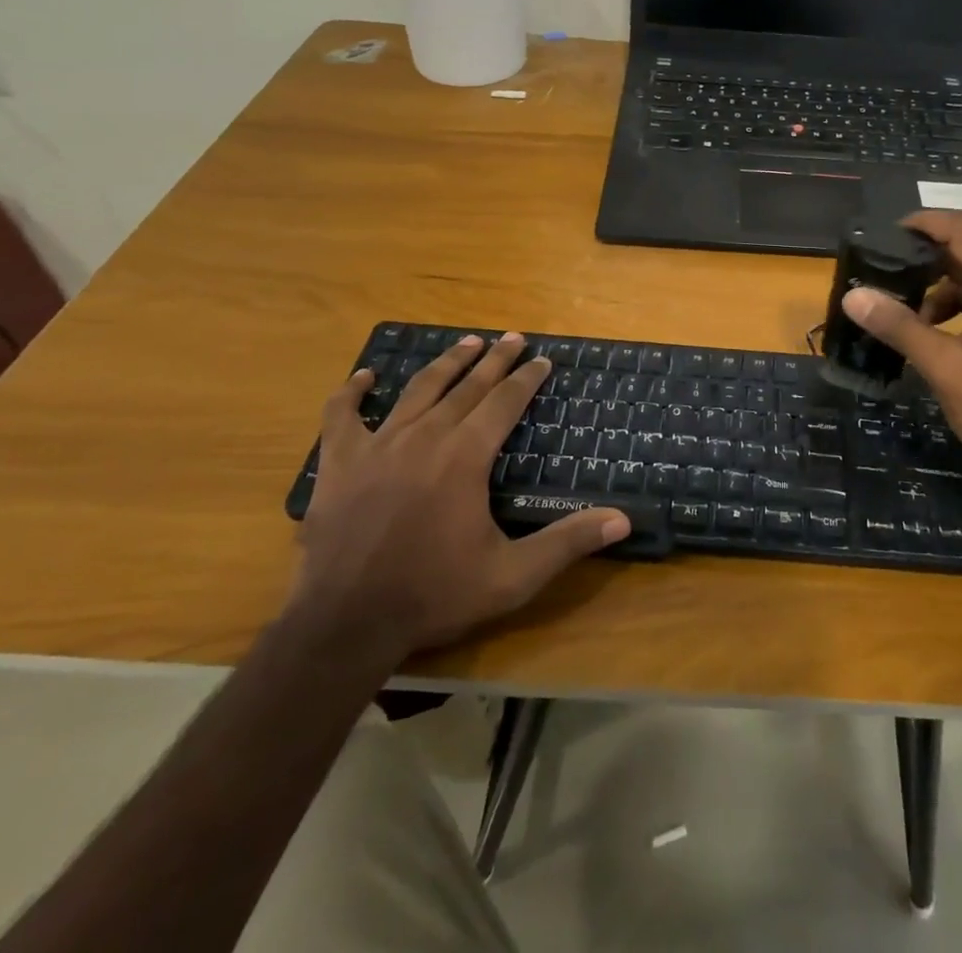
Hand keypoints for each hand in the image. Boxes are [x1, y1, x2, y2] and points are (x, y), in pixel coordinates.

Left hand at [288, 333, 629, 668]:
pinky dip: (352, 392)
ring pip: (418, 390)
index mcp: (466, 456)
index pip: (505, 402)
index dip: (526, 378)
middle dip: (494, 360)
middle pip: (467, 386)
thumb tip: (622, 520)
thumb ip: (566, 543)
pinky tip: (364, 376)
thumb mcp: (512, 576)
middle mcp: (426, 436)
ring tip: (466, 342)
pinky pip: (342, 415)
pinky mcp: (339, 463)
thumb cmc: (433, 595)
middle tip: (512, 337)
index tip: (542, 359)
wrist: (344, 624)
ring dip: (446, 363)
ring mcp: (378, 445)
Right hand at [841, 210, 961, 496]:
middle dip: (923, 255)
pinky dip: (946, 308)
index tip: (884, 232)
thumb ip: (901, 328)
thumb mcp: (947, 368)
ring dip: (932, 286)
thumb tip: (853, 295)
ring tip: (896, 304)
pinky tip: (922, 329)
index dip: (925, 223)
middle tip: (880, 265)